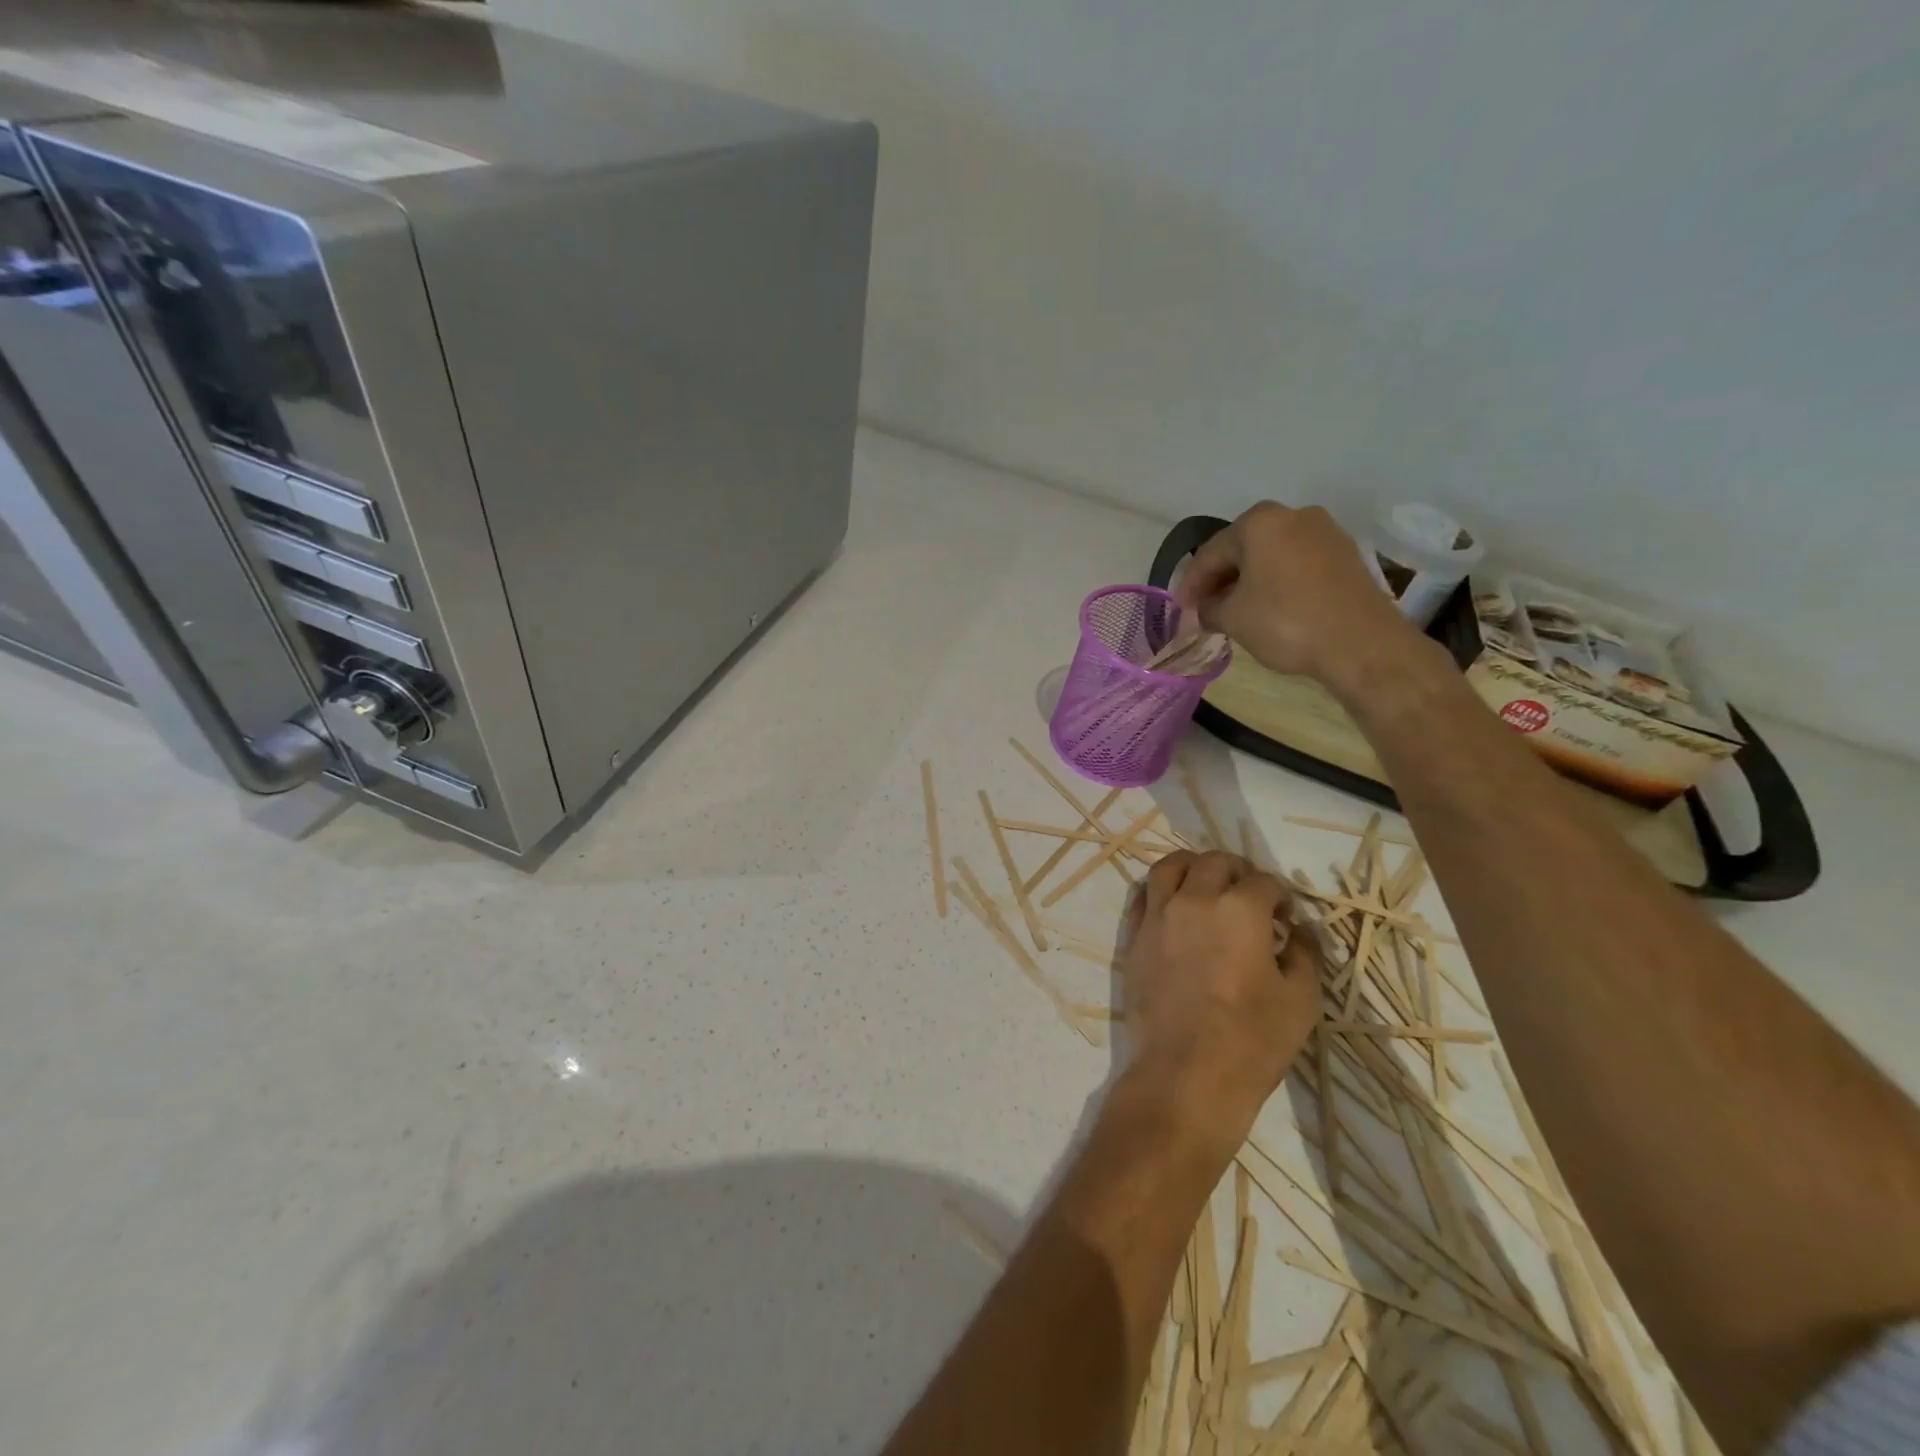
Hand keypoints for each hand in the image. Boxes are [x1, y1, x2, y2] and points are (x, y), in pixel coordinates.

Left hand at [1119, 851, 1323, 1157]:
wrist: (1184, 1073)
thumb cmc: (1251, 1040)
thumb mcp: (1300, 1000)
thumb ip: (1305, 954)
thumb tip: (1302, 929)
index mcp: (1239, 909)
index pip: (1264, 882)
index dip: (1281, 896)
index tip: (1286, 918)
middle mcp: (1194, 900)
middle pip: (1214, 862)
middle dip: (1238, 872)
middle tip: (1249, 896)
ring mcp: (1158, 916)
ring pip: (1170, 867)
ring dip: (1193, 867)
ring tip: (1206, 885)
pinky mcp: (1134, 936)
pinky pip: (1143, 896)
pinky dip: (1161, 891)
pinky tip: (1174, 907)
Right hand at [1176, 502, 1429, 698]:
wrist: (1361, 643)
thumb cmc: (1286, 622)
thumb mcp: (1233, 618)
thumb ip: (1210, 609)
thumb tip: (1207, 609)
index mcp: (1258, 522)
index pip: (1210, 553)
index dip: (1191, 584)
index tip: (1181, 610)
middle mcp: (1292, 516)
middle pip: (1242, 548)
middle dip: (1220, 579)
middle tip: (1205, 609)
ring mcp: (1324, 532)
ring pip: (1271, 555)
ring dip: (1248, 581)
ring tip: (1235, 611)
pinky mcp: (1345, 554)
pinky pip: (1296, 564)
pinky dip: (1276, 582)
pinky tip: (1269, 607)